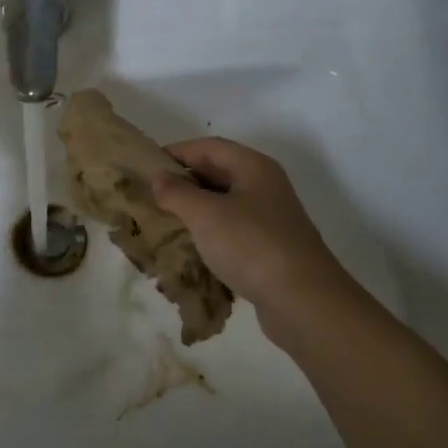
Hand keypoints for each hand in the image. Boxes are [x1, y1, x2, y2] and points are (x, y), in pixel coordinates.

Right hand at [150, 138, 347, 314]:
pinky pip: (232, 231)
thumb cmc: (252, 246)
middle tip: (150, 195)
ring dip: (195, 210)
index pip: (209, 146)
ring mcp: (270, 219)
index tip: (145, 166)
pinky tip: (190, 248)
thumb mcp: (206, 215)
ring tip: (163, 221)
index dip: (176, 152)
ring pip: (224, 204)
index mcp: (254, 167)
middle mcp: (265, 186)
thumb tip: (158, 178)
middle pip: (218, 173)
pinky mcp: (269, 248)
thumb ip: (177, 193)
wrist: (303, 301)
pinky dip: (209, 234)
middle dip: (183, 182)